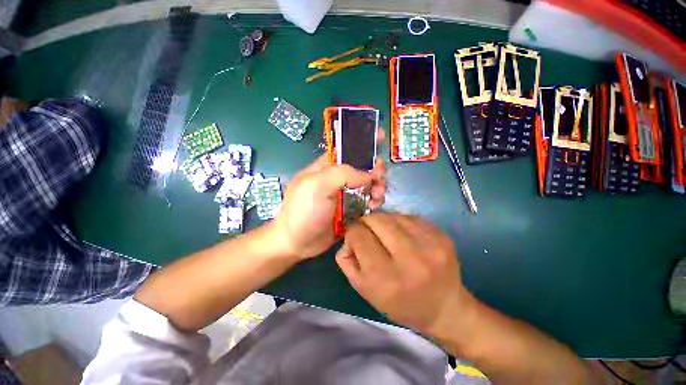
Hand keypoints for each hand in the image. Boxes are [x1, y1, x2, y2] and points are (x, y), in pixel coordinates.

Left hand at [273, 141, 385, 259]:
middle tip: (380, 179)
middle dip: (375, 170)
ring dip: (378, 187)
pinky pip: (368, 200)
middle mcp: (338, 178)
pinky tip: (375, 206)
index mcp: (327, 166)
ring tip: (378, 196)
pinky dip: (375, 201)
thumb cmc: (303, 211)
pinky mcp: (352, 209)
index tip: (380, 137)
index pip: (347, 147)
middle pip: (363, 166)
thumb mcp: (317, 186)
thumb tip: (369, 174)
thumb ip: (343, 174)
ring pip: (369, 184)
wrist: (298, 243)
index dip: (363, 141)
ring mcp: (346, 194)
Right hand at [335, 212, 475, 337]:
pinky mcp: (441, 235)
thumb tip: (348, 237)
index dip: (352, 233)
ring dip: (384, 221)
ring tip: (387, 234)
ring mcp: (429, 244)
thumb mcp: (364, 290)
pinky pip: (410, 216)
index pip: (358, 235)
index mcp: (386, 277)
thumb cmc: (400, 303)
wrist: (445, 308)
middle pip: (376, 219)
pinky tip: (404, 235)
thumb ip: (347, 261)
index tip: (356, 238)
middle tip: (369, 231)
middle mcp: (409, 258)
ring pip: (392, 214)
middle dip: (367, 222)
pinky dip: (400, 222)